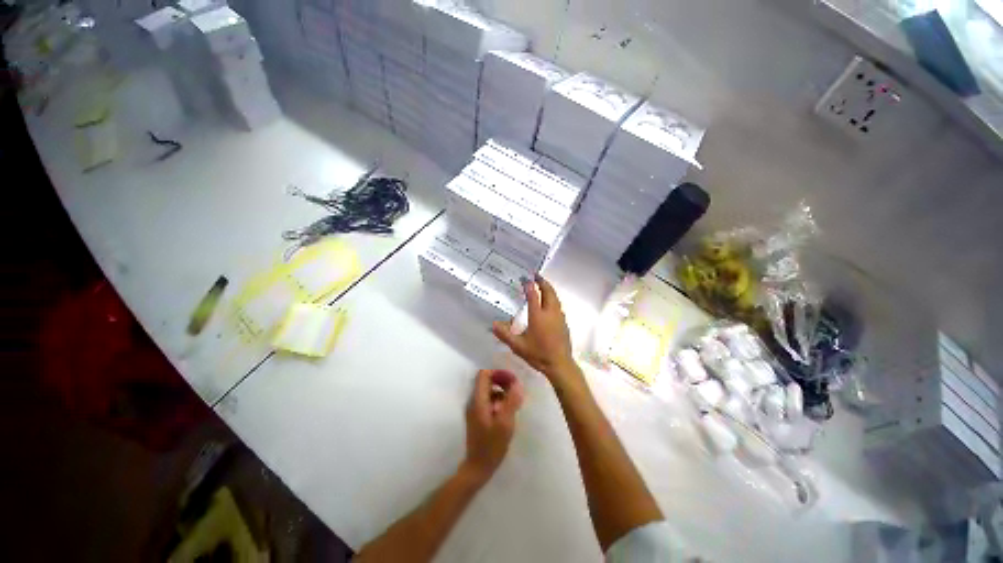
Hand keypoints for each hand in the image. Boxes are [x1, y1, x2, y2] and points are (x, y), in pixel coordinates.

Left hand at [462, 369, 523, 483]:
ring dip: (501, 393)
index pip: (484, 375)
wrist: (477, 468)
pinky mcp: (477, 417)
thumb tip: (517, 383)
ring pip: (488, 391)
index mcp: (478, 400)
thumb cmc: (492, 446)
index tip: (511, 381)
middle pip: (486, 381)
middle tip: (515, 392)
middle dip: (501, 383)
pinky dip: (498, 401)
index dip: (498, 374)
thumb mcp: (505, 423)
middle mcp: (473, 401)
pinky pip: (488, 401)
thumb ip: (511, 401)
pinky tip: (507, 413)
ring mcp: (474, 409)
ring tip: (513, 404)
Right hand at [492, 275, 578, 383]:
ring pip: (555, 297)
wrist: (559, 364)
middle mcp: (550, 312)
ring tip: (542, 285)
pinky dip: (553, 298)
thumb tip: (493, 324)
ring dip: (549, 289)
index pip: (533, 295)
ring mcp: (559, 317)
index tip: (524, 278)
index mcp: (538, 316)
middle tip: (536, 275)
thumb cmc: (538, 354)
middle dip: (542, 282)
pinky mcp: (564, 322)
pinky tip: (549, 302)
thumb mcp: (518, 346)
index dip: (528, 285)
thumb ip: (505, 334)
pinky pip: (558, 305)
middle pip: (548, 291)